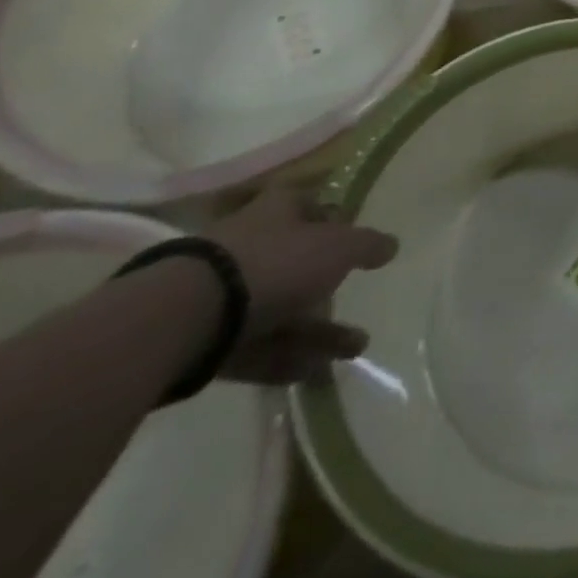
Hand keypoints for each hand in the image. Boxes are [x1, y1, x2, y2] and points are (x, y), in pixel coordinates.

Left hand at [206, 185, 398, 384]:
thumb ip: (368, 245)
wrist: (186, 315)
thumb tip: (391, 244)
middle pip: (295, 262)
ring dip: (317, 331)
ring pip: (280, 309)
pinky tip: (316, 372)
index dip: (333, 218)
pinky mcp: (207, 337)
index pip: (310, 205)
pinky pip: (257, 346)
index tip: (355, 239)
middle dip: (328, 286)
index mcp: (277, 212)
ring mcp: (224, 293)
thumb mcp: (339, 247)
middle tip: (356, 302)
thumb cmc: (275, 262)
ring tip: (354, 349)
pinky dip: (287, 357)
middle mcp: (250, 245)